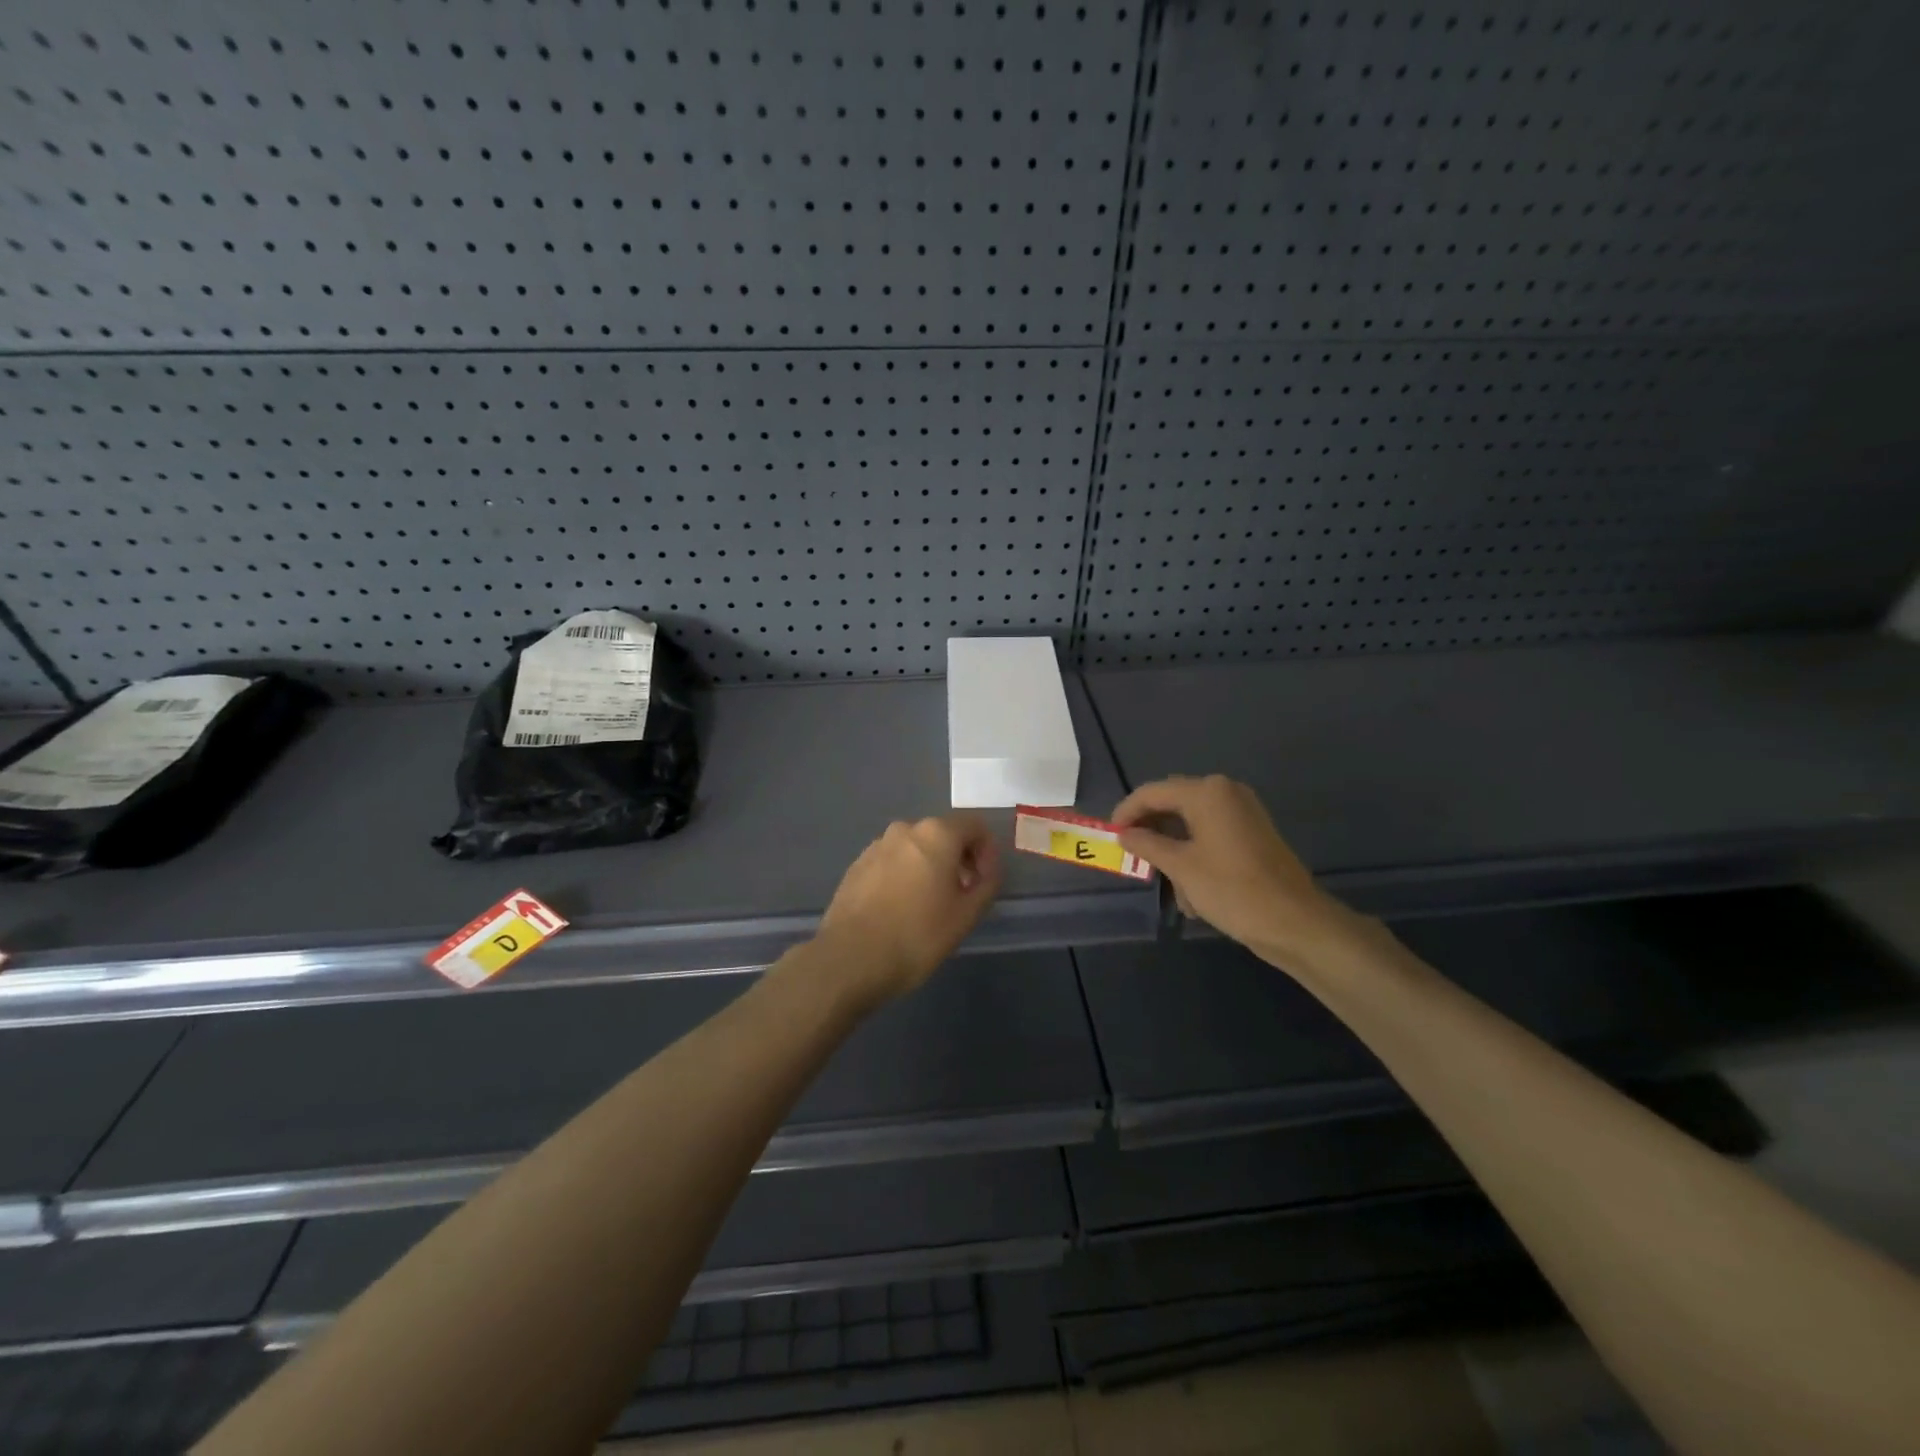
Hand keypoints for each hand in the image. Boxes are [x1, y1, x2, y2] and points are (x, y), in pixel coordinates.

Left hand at [815, 814, 1002, 1005]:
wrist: (850, 959)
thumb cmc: (917, 935)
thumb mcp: (966, 915)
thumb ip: (987, 885)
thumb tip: (988, 871)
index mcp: (936, 834)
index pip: (975, 826)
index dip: (987, 852)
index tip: (985, 883)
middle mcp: (905, 829)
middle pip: (944, 834)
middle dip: (959, 859)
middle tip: (962, 895)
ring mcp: (876, 846)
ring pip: (915, 848)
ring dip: (930, 867)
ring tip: (930, 905)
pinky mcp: (856, 866)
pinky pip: (892, 862)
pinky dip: (904, 876)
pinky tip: (901, 909)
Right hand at [1113, 775, 1360, 970]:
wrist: (1295, 922)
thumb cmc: (1232, 889)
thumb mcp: (1180, 867)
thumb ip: (1147, 844)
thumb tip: (1123, 833)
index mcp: (1207, 792)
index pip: (1152, 792)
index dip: (1126, 812)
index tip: (1110, 836)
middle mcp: (1225, 793)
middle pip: (1172, 804)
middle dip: (1150, 832)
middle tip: (1132, 857)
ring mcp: (1242, 813)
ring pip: (1190, 825)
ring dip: (1173, 851)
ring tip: (1166, 886)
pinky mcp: (1252, 835)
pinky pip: (1210, 836)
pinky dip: (1194, 857)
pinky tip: (1192, 892)